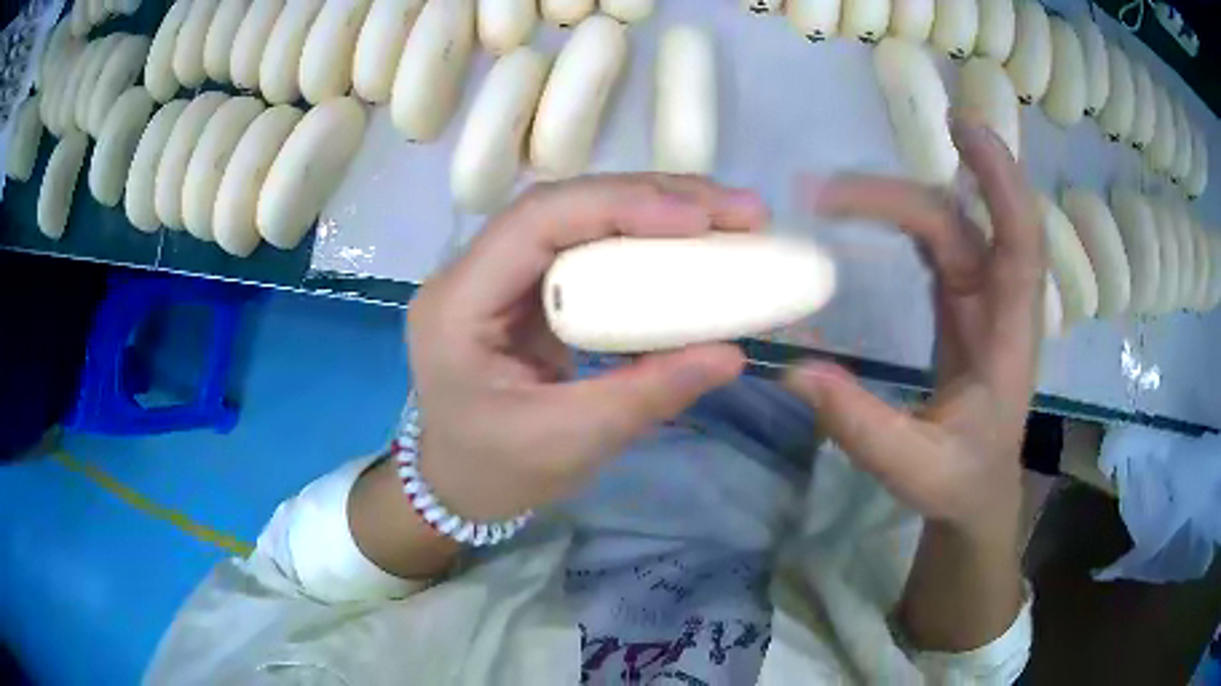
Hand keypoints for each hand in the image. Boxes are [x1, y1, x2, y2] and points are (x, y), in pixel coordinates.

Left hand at [408, 175, 768, 520]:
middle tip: (736, 210)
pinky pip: (585, 248)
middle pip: (562, 207)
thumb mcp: (568, 444)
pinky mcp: (526, 289)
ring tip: (724, 217)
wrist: (453, 486)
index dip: (618, 205)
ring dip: (652, 210)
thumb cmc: (493, 473)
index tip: (699, 218)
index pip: (536, 222)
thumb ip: (647, 395)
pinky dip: (641, 240)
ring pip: (577, 218)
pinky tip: (686, 243)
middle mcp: (472, 272)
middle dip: (652, 198)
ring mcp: (498, 276)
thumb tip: (731, 355)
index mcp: (458, 305)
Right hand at [784, 116, 1045, 539]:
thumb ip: (862, 427)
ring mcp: (980, 297)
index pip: (1020, 244)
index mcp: (1009, 339)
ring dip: (897, 200)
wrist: (976, 493)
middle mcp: (999, 303)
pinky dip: (903, 216)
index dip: (1001, 182)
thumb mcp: (913, 470)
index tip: (964, 130)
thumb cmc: (959, 483)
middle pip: (964, 222)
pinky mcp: (960, 300)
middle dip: (905, 194)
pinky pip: (938, 239)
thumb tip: (795, 370)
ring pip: (948, 223)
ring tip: (833, 196)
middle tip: (828, 191)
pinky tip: (864, 212)